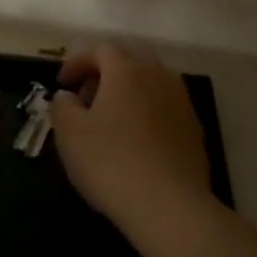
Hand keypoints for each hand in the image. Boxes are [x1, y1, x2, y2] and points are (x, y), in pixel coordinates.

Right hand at [50, 43, 217, 251]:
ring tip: (111, 118)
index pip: (100, 50)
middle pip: (131, 58)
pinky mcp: (194, 129)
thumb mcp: (70, 134)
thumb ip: (62, 106)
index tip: (62, 83)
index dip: (77, 61)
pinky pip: (165, 106)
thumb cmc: (111, 162)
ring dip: (130, 90)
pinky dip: (147, 111)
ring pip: (152, 81)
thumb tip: (67, 96)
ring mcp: (181, 102)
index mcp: (126, 70)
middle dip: (107, 70)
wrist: (170, 206)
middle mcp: (158, 76)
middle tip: (88, 94)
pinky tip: (136, 140)